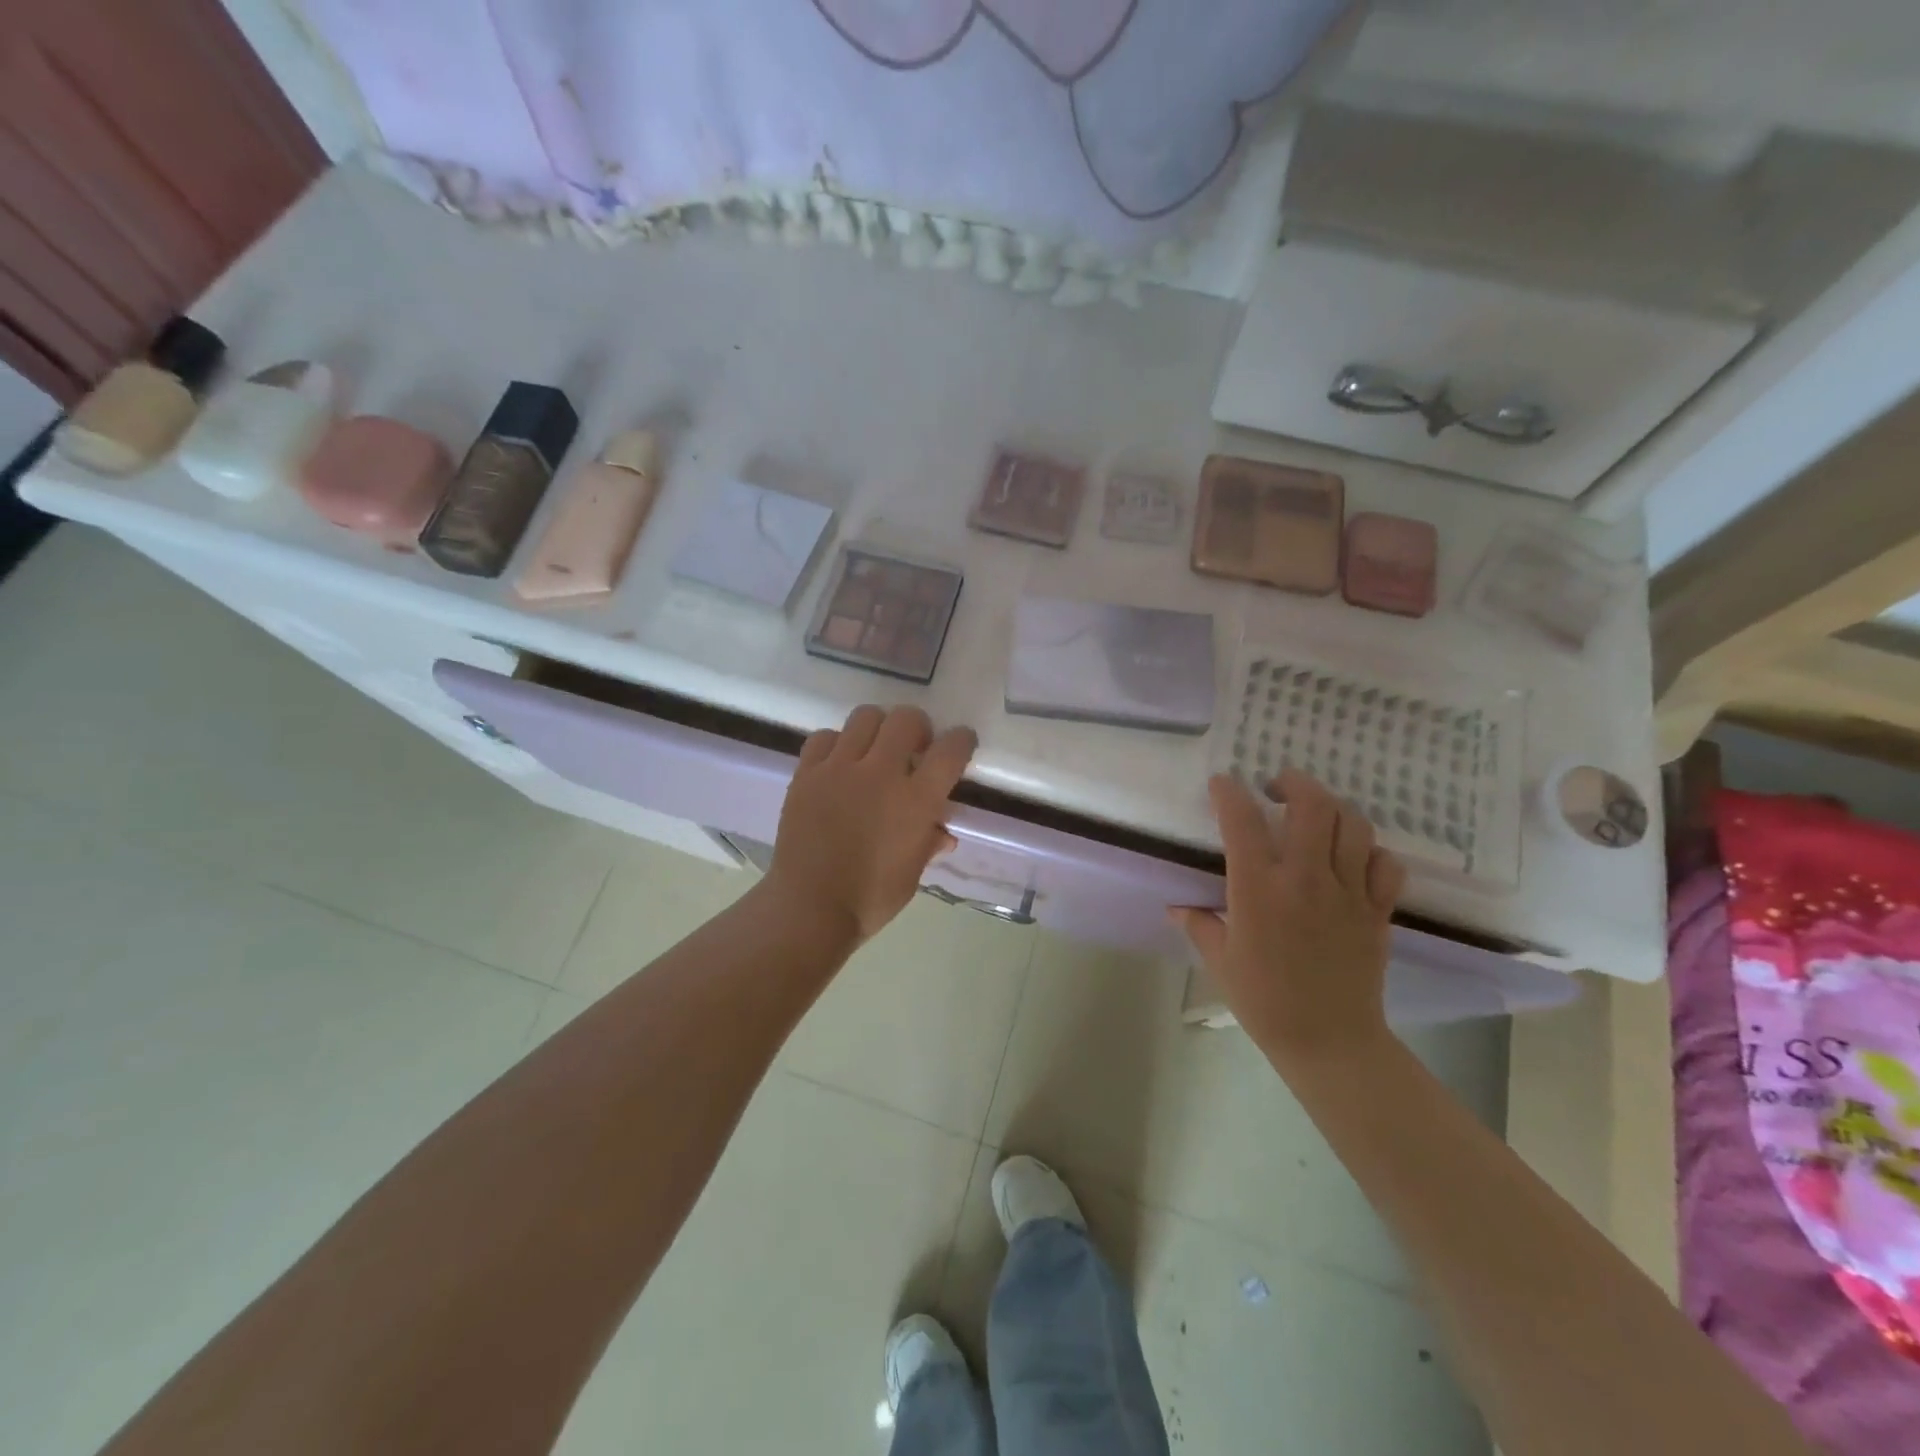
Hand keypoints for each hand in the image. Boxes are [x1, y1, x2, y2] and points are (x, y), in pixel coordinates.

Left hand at [762, 704, 976, 947]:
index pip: (950, 750)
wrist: (810, 909)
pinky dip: (836, 743)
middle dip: (918, 727)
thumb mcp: (912, 874)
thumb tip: (942, 832)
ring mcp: (839, 769)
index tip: (961, 743)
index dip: (962, 740)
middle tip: (914, 747)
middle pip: (907, 719)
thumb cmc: (870, 899)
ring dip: (878, 728)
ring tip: (874, 750)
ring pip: (865, 717)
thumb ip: (928, 843)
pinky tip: (838, 763)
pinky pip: (824, 737)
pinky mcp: (806, 774)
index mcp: (916, 801)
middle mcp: (880, 774)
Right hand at [1172, 770, 1405, 1069]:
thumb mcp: (1220, 959)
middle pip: (1312, 805)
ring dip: (1333, 808)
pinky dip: (1370, 851)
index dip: (1229, 792)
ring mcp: (1348, 893)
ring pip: (1353, 825)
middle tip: (1278, 787)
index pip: (1242, 821)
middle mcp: (1305, 880)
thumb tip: (1175, 906)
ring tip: (1316, 814)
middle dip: (1294, 782)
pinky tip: (1353, 857)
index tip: (1222, 783)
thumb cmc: (1264, 1000)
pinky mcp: (1377, 910)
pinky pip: (1385, 864)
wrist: (1329, 1041)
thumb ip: (1198, 923)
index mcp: (1258, 890)